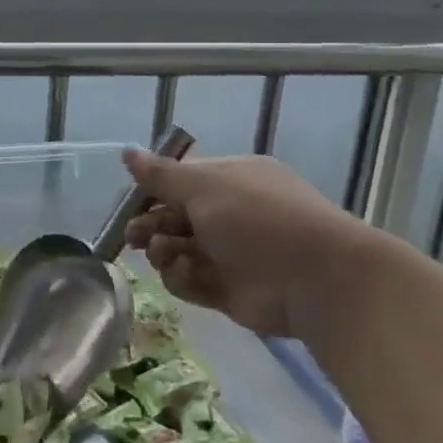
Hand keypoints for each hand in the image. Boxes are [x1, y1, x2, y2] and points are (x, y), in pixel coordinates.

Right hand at [121, 150, 392, 340]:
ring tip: (161, 254)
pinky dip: (181, 278)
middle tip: (133, 236)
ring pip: (180, 250)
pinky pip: (192, 281)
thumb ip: (160, 175)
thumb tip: (126, 151)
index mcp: (231, 180)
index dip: (154, 190)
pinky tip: (182, 273)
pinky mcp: (230, 291)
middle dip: (151, 224)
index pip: (183, 181)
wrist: (316, 280)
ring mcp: (232, 254)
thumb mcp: (203, 186)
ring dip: (163, 251)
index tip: (131, 201)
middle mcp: (231, 214)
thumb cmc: (256, 218)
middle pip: (177, 217)